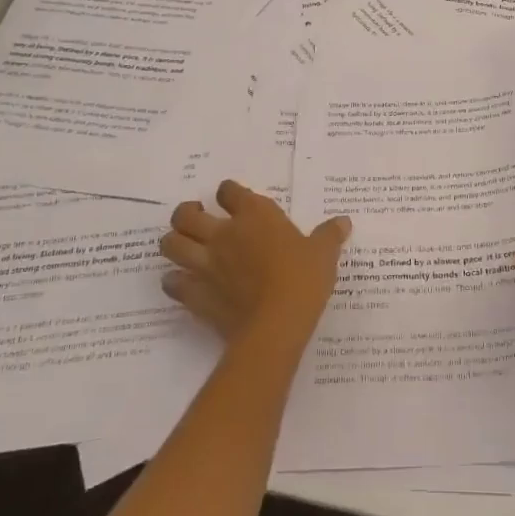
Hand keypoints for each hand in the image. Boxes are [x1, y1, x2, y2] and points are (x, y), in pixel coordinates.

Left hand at [160, 180, 349, 348]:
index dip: (228, 193)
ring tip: (184, 246)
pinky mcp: (195, 294)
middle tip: (197, 218)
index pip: (229, 191)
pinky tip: (183, 283)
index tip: (231, 199)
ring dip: (174, 242)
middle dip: (187, 213)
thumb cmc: (303, 279)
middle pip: (186, 214)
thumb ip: (329, 235)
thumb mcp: (323, 253)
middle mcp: (223, 234)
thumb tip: (343, 221)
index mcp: (254, 215)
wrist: (277, 324)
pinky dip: (174, 281)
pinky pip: (172, 282)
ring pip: (171, 244)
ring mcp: (205, 264)